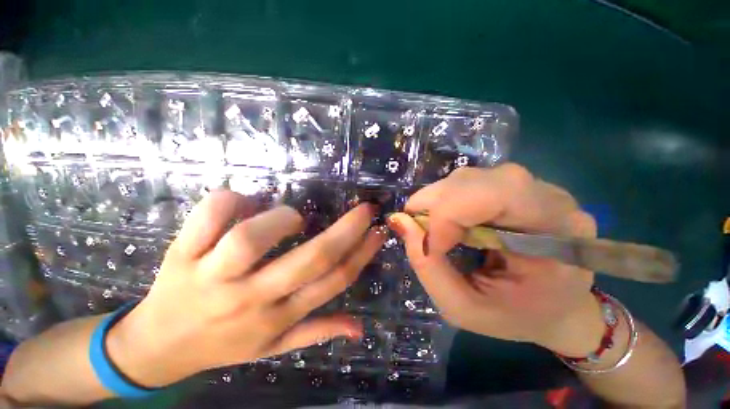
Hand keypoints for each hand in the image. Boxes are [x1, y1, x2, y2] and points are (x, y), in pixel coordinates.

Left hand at [107, 190, 386, 387]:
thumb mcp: (273, 349)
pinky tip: (244, 201)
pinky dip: (230, 200)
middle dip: (346, 229)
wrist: (155, 348)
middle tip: (364, 209)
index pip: (333, 281)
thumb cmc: (220, 345)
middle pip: (310, 258)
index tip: (378, 231)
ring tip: (292, 218)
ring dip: (282, 218)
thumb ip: (317, 333)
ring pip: (252, 238)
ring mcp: (212, 276)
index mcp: (277, 318)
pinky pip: (207, 216)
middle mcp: (250, 298)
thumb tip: (359, 329)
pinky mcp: (181, 254)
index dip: (362, 253)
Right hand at [387, 164, 604, 355]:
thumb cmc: (517, 317)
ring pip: (469, 178)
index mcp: (557, 236)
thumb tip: (399, 220)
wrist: (558, 308)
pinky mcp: (516, 189)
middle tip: (416, 227)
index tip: (427, 247)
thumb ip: (427, 266)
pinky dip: (447, 200)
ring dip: (438, 201)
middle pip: (475, 180)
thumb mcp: (464, 309)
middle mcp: (550, 200)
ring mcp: (534, 189)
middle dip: (434, 204)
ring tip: (432, 227)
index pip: (495, 195)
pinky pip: (470, 183)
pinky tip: (447, 220)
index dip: (447, 215)